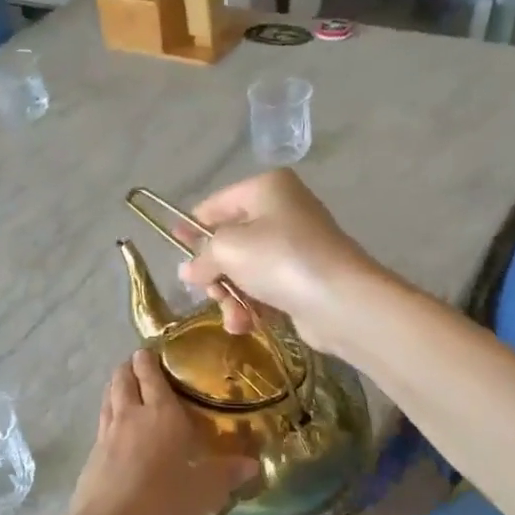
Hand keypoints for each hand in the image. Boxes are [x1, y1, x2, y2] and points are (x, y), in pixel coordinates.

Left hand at [61, 351, 257, 514]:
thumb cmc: (164, 505)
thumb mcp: (204, 492)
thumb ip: (226, 474)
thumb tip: (252, 463)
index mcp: (161, 414)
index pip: (152, 376)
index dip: (149, 360)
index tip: (151, 350)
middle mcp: (131, 416)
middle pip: (123, 379)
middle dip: (129, 367)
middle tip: (138, 363)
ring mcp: (106, 435)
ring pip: (108, 398)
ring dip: (116, 387)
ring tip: (125, 387)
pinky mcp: (92, 456)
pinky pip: (102, 423)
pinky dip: (109, 415)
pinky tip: (117, 429)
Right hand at [176, 170, 379, 352]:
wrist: (341, 301)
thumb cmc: (280, 259)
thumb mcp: (227, 249)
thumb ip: (202, 256)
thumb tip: (188, 271)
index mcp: (266, 188)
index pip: (215, 205)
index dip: (191, 227)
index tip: (173, 247)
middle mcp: (283, 210)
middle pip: (229, 241)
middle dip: (215, 273)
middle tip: (210, 291)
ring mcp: (296, 246)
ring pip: (245, 271)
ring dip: (231, 297)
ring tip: (234, 316)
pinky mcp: (304, 279)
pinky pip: (265, 289)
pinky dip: (252, 307)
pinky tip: (246, 325)